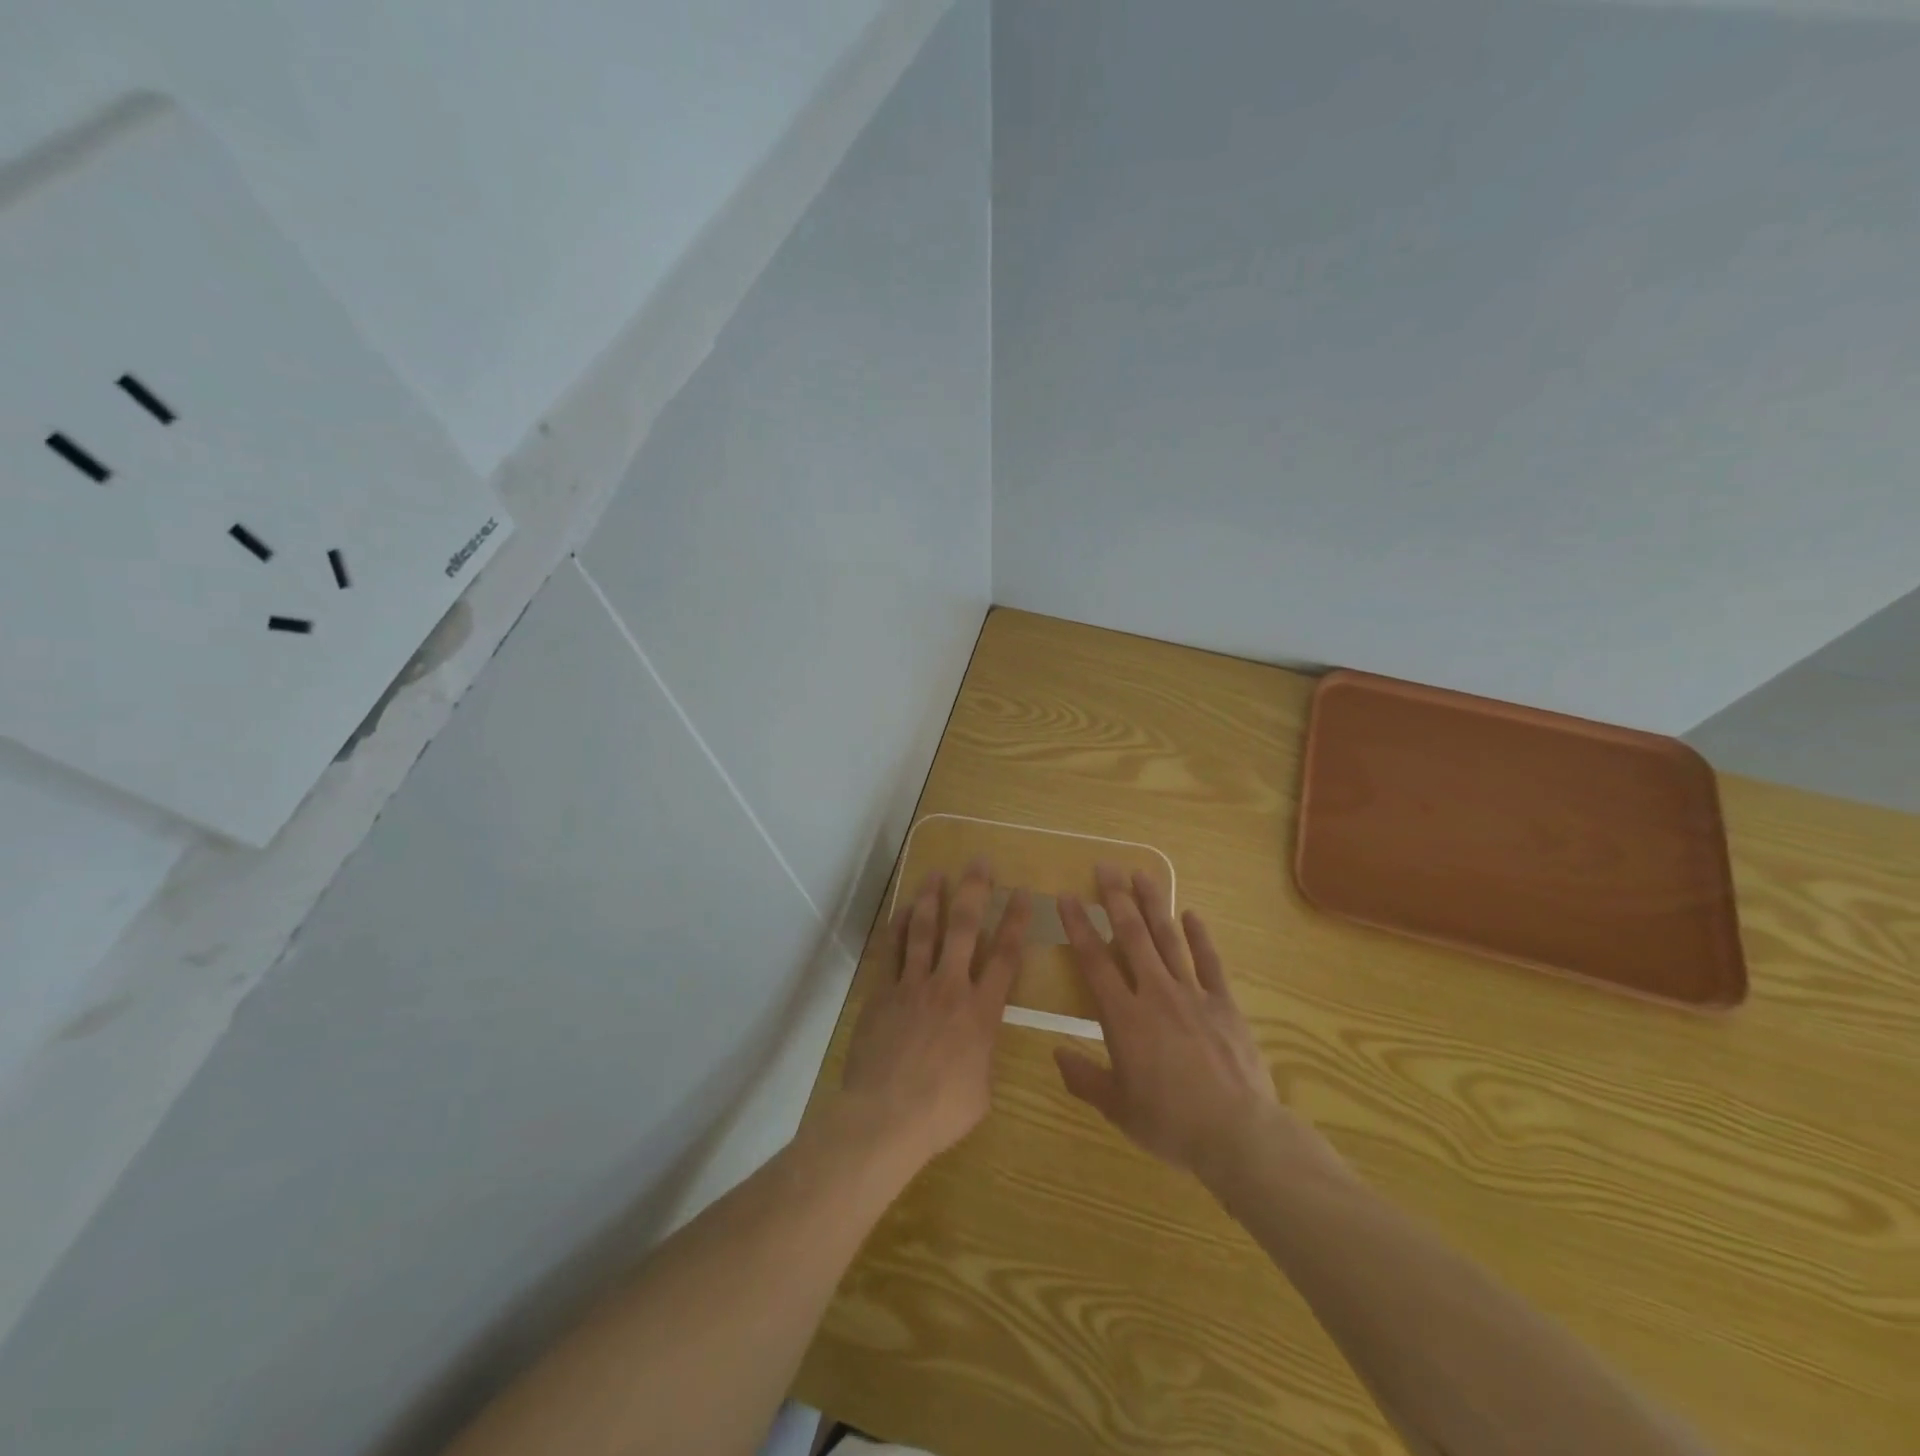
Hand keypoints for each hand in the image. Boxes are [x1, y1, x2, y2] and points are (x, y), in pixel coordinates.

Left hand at [837, 859, 1030, 1171]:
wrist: (885, 1116)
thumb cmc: (942, 1112)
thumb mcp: (982, 1089)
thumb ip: (983, 1053)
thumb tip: (978, 1041)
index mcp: (981, 1012)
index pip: (1006, 957)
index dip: (1016, 922)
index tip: (1022, 893)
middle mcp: (950, 987)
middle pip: (965, 928)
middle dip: (975, 891)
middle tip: (979, 862)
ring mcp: (913, 986)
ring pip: (924, 930)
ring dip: (931, 898)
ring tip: (936, 873)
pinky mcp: (883, 993)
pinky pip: (891, 951)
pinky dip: (896, 927)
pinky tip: (901, 910)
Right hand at [1056, 865, 1332, 1186]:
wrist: (1238, 1134)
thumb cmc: (1171, 1123)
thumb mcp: (1118, 1108)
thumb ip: (1084, 1078)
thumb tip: (1056, 1053)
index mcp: (1124, 1017)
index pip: (1094, 961)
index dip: (1078, 926)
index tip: (1067, 896)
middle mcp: (1155, 993)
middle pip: (1132, 936)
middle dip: (1116, 898)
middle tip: (1105, 866)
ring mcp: (1193, 995)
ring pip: (1169, 939)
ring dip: (1154, 904)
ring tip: (1141, 874)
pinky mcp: (1224, 1004)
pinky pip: (1210, 962)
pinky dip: (1200, 936)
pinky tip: (1192, 914)